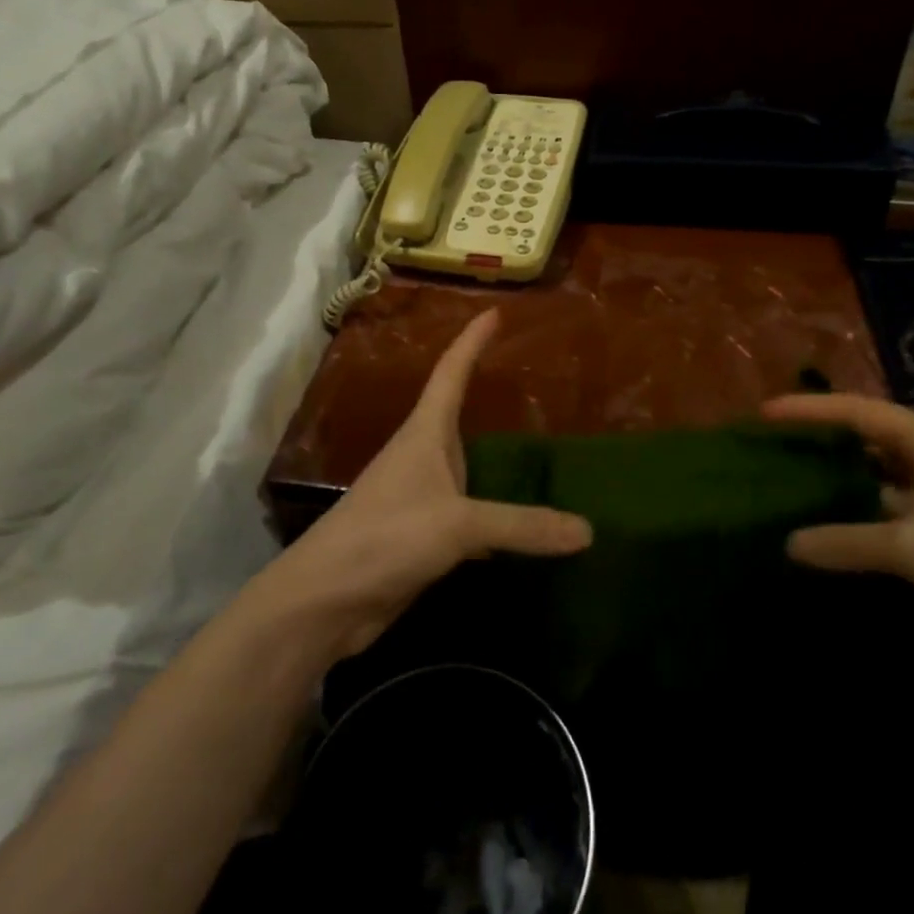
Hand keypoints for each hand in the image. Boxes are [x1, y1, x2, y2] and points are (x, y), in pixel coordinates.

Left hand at [255, 309, 591, 660]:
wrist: (325, 601)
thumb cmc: (384, 537)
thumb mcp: (457, 524)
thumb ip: (522, 525)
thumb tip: (588, 530)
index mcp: (424, 434)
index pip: (451, 373)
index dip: (471, 341)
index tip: (495, 312)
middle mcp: (421, 458)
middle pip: (458, 416)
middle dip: (487, 396)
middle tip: (532, 383)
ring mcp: (420, 498)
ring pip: (466, 470)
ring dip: (495, 462)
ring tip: (540, 454)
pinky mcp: (423, 537)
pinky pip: (470, 515)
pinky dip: (497, 517)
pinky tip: (522, 528)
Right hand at [762, 392, 913, 648]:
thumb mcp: (912, 548)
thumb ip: (846, 541)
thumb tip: (789, 544)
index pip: (856, 411)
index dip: (808, 410)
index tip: (764, 413)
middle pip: (869, 437)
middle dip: (823, 441)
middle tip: (776, 447)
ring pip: (884, 474)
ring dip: (845, 480)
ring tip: (796, 484)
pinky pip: (899, 504)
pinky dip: (867, 511)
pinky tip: (841, 527)